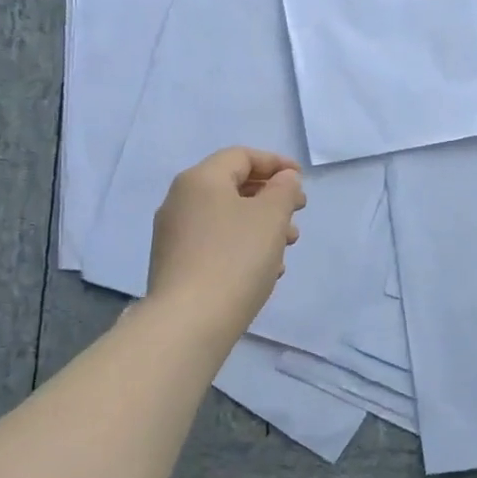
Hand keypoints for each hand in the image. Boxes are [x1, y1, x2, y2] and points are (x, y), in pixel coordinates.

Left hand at [148, 147, 305, 340]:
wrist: (189, 321)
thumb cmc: (235, 259)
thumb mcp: (271, 217)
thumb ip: (283, 190)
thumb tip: (283, 179)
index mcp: (200, 179)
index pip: (241, 156)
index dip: (276, 163)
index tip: (302, 180)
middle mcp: (180, 201)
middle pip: (232, 186)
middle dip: (271, 198)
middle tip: (298, 213)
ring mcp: (173, 234)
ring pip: (226, 218)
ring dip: (260, 225)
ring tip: (288, 247)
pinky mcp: (175, 264)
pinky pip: (215, 243)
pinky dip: (242, 246)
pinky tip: (264, 270)